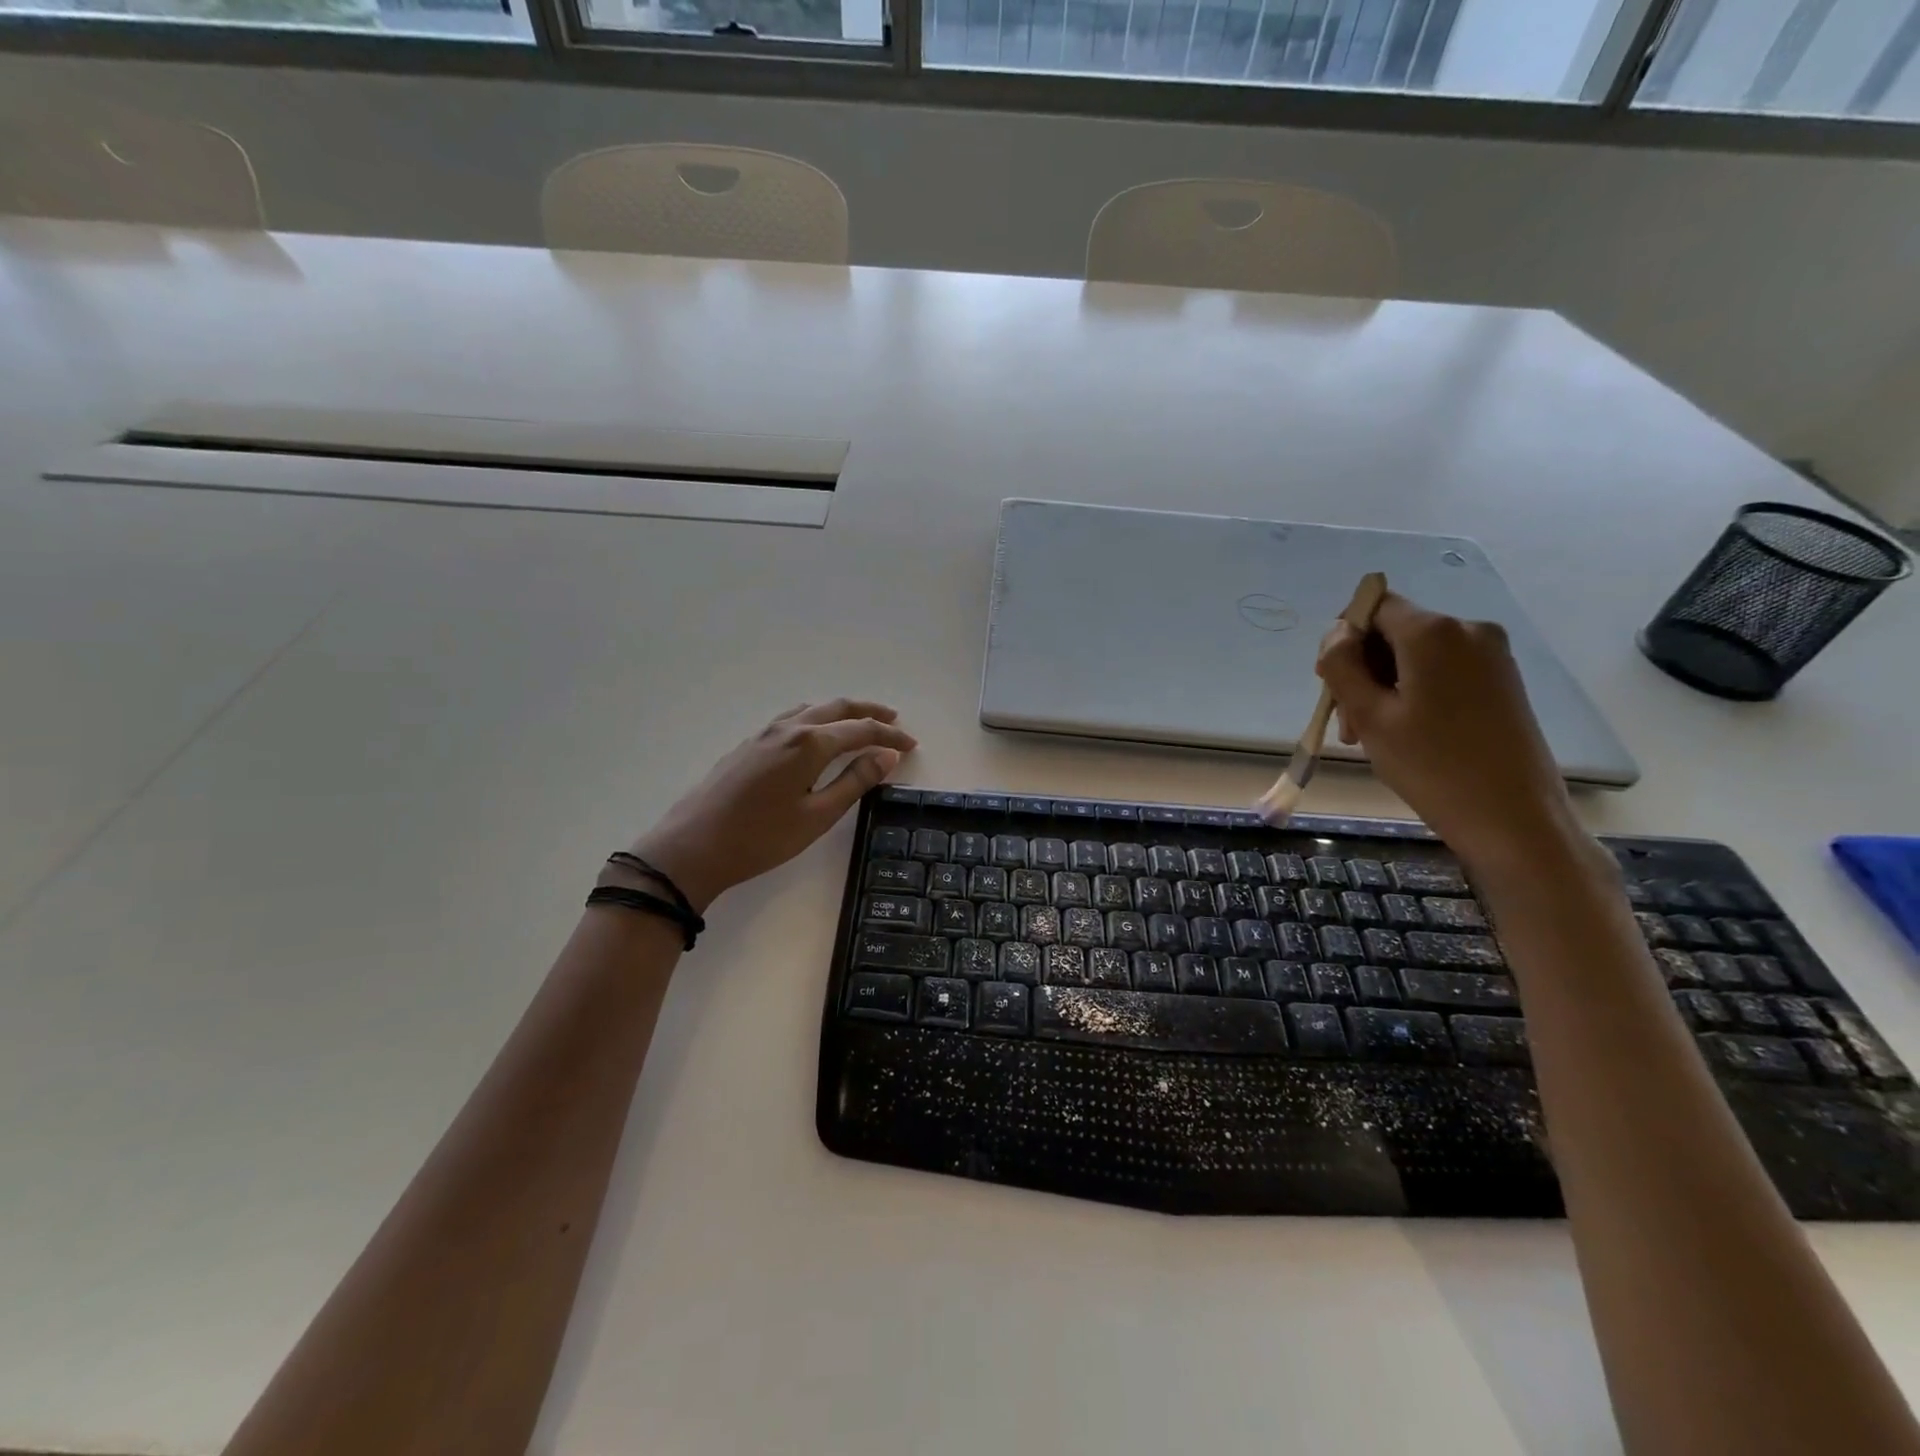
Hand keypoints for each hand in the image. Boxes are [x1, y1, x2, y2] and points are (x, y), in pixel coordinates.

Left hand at [627, 700, 917, 912]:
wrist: (693, 847)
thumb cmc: (761, 837)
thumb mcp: (817, 816)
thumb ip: (855, 781)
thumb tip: (887, 755)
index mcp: (809, 743)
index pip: (860, 729)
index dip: (889, 735)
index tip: (911, 744)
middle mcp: (788, 728)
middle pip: (836, 708)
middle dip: (868, 712)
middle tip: (894, 719)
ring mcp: (764, 733)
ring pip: (812, 709)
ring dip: (840, 712)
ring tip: (860, 723)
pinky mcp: (748, 744)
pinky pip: (792, 718)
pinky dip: (816, 719)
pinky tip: (816, 735)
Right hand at [1315, 593, 1585, 880]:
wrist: (1513, 818)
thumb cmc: (1431, 766)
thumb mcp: (1368, 715)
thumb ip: (1342, 665)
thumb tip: (1336, 633)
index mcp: (1434, 632)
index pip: (1373, 606)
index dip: (1345, 638)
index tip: (1334, 684)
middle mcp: (1468, 629)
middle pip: (1394, 631)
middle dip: (1364, 668)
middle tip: (1349, 723)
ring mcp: (1492, 654)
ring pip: (1416, 654)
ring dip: (1386, 685)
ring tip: (1374, 736)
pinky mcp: (1502, 679)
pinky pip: (1443, 669)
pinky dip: (1416, 692)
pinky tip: (1408, 732)